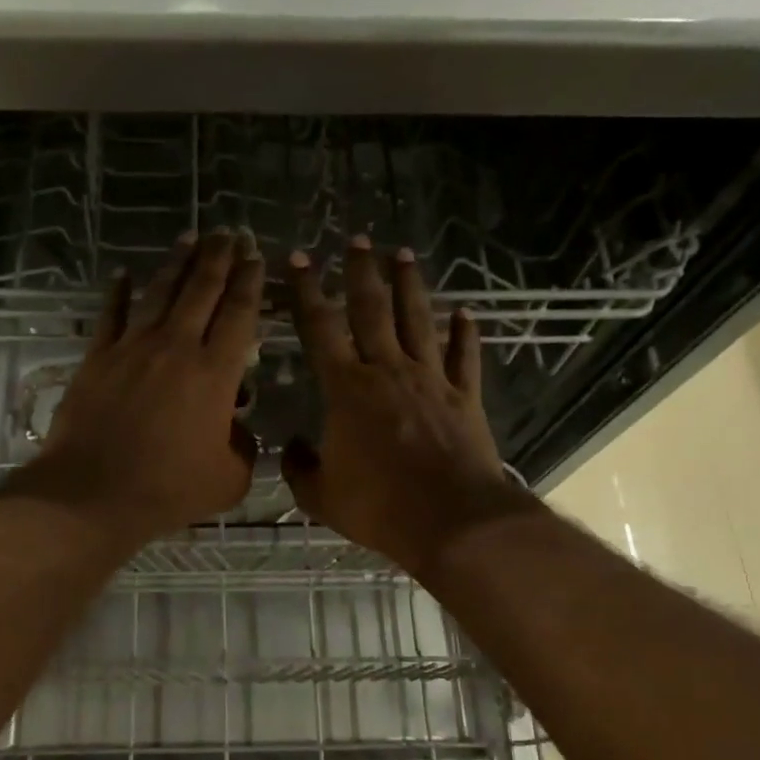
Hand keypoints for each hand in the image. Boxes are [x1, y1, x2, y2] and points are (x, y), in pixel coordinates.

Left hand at [8, 230, 263, 548]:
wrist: (93, 493)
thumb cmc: (168, 489)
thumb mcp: (229, 478)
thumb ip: (244, 447)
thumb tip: (238, 428)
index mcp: (216, 373)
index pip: (239, 313)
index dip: (251, 281)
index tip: (256, 256)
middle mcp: (177, 347)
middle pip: (202, 290)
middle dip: (220, 257)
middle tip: (230, 232)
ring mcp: (133, 348)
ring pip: (160, 292)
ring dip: (178, 262)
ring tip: (191, 236)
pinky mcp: (98, 357)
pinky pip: (111, 315)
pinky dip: (119, 292)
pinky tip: (124, 273)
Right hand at [283, 236, 532, 575]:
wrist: (451, 520)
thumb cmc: (379, 506)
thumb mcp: (322, 496)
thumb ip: (300, 469)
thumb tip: (293, 449)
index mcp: (346, 389)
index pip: (320, 328)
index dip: (307, 291)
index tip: (300, 258)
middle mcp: (387, 370)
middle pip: (372, 310)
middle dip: (361, 272)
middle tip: (357, 239)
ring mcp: (430, 380)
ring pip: (417, 320)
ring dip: (409, 286)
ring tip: (403, 254)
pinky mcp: (464, 397)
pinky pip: (464, 356)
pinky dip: (465, 333)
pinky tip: (466, 313)